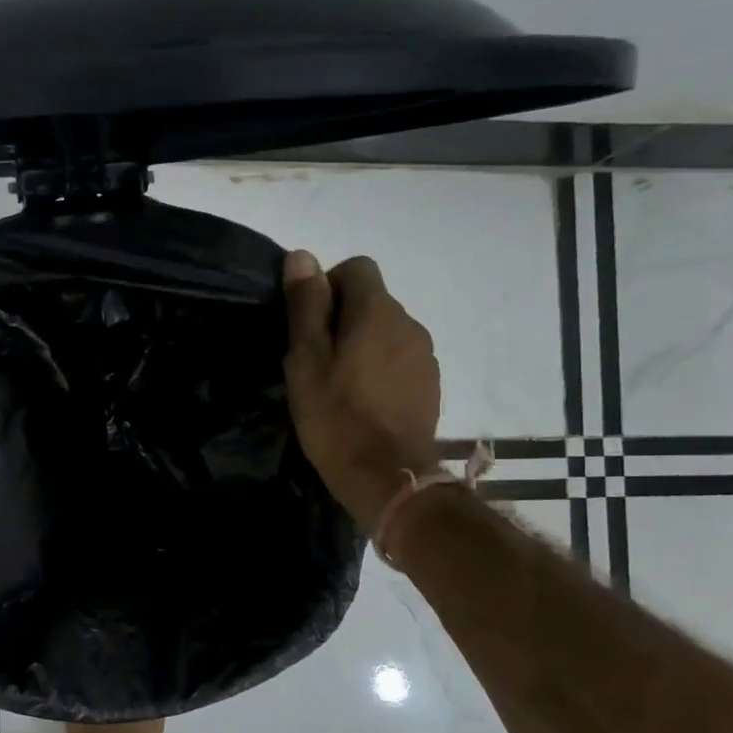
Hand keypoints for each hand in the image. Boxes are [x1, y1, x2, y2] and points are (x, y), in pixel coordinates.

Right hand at [282, 251, 441, 526]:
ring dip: (362, 343)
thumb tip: (302, 256)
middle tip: (315, 360)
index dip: (327, 286)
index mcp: (377, 311)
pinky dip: (379, 366)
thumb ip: (306, 306)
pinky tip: (363, 400)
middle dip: (342, 318)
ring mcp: (425, 354)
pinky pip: (399, 357)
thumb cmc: (336, 416)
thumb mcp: (306, 360)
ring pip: (386, 330)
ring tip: (338, 383)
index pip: (357, 268)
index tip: (308, 325)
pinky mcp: (430, 382)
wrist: (388, 476)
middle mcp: (409, 322)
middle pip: (372, 300)